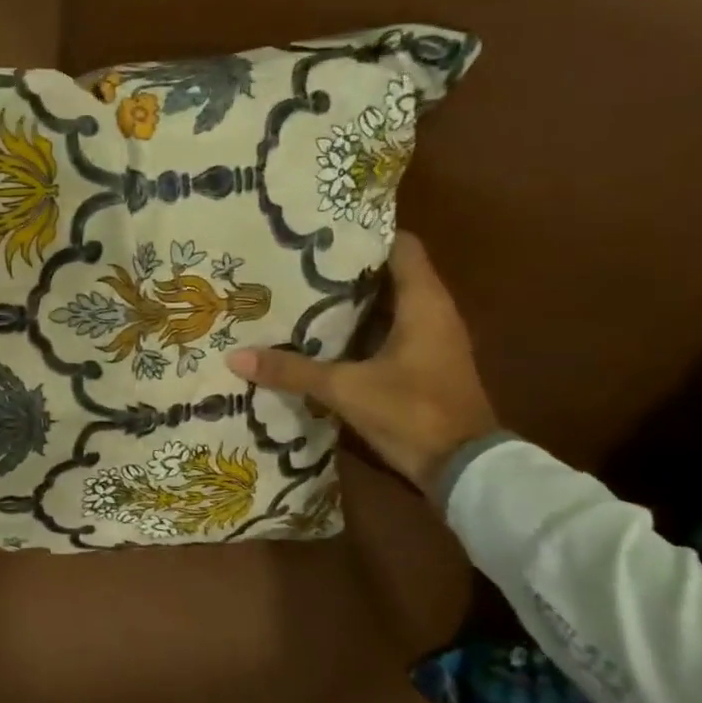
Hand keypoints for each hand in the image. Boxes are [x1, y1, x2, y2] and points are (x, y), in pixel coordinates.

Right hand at [225, 234, 498, 494]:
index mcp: (424, 304)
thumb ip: (292, 371)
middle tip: (296, 262)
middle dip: (346, 268)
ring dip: (352, 300)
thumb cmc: (413, 412)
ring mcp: (432, 341)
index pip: (401, 247)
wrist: (465, 470)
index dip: (365, 235)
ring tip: (300, 293)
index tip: (322, 232)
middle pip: (389, 274)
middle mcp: (433, 313)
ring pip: (388, 305)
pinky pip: (389, 332)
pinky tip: (321, 335)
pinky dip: (359, 328)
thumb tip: (236, 357)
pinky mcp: (424, 365)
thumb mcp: (346, 389)